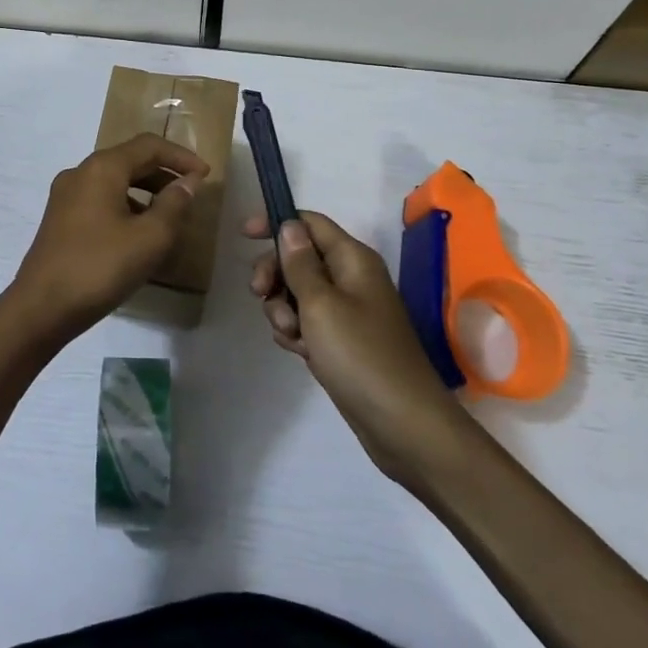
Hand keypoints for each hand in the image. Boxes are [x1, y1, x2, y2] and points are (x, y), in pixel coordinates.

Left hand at [6, 133, 208, 349]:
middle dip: (163, 173)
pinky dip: (125, 206)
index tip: (205, 175)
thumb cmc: (100, 267)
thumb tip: (188, 182)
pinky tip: (138, 234)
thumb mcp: (150, 238)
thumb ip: (174, 204)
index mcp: (102, 168)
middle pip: (129, 160)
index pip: (148, 146)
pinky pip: (100, 200)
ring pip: (114, 181)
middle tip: (191, 194)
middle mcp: (80, 173)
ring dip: (145, 191)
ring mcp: (65, 196)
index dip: (181, 156)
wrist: (41, 308)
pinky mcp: (59, 219)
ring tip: (169, 217)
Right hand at [246, 210, 455, 480]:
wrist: (403, 424)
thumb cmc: (360, 355)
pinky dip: (296, 333)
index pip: (309, 222)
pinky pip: (307, 323)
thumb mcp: (320, 304)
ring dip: (283, 310)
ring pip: (298, 293)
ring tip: (292, 336)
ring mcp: (347, 312)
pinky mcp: (342, 341)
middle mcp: (351, 278)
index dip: (276, 223)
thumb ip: (299, 263)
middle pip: (299, 258)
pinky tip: (300, 352)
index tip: (243, 236)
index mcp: (352, 259)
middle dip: (274, 274)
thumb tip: (289, 226)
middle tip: (259, 295)